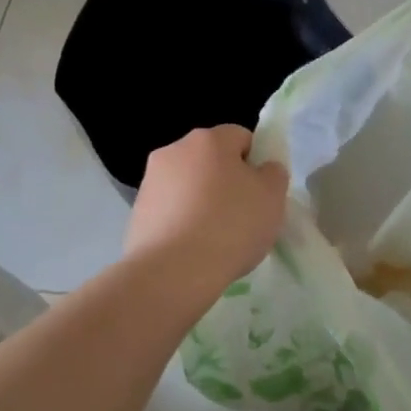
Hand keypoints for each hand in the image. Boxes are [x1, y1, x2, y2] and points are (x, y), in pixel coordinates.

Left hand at [125, 125, 288, 287]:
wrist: (172, 273)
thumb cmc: (230, 226)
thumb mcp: (273, 198)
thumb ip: (273, 174)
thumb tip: (262, 169)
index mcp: (209, 139)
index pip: (241, 138)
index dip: (255, 164)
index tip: (259, 194)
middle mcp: (175, 150)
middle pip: (211, 160)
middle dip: (226, 181)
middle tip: (240, 217)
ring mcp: (151, 180)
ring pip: (188, 184)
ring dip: (201, 201)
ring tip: (214, 239)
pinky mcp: (137, 211)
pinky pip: (170, 209)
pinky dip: (181, 222)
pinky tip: (191, 249)